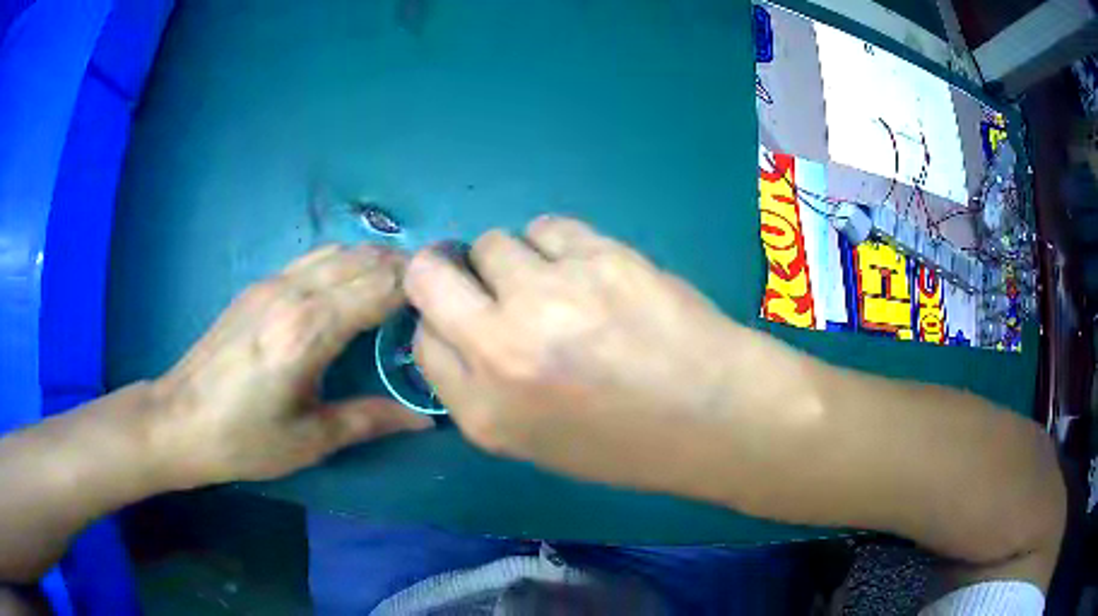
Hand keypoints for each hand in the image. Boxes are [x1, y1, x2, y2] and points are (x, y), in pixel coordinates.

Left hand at [150, 244, 431, 487]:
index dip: (419, 287)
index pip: (379, 287)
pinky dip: (346, 262)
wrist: (179, 420)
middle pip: (363, 259)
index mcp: (308, 332)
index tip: (450, 298)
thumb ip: (369, 420)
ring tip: (401, 286)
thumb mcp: (309, 440)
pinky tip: (352, 286)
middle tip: (436, 293)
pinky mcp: (258, 286)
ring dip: (375, 259)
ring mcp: (272, 283)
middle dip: (405, 268)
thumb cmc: (243, 439)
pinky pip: (314, 258)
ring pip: (338, 251)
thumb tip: (425, 419)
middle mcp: (293, 293)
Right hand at [405, 216, 779, 494]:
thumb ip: (482, 388)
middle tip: (486, 280)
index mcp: (482, 412)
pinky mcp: (596, 257)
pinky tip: (589, 269)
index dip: (443, 321)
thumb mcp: (535, 442)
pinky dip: (557, 244)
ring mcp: (547, 296)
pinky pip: (547, 227)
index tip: (468, 316)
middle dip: (446, 270)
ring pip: (493, 243)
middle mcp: (499, 349)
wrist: (715, 416)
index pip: (423, 339)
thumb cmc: (628, 442)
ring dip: (515, 260)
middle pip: (430, 274)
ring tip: (558, 283)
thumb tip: (457, 329)